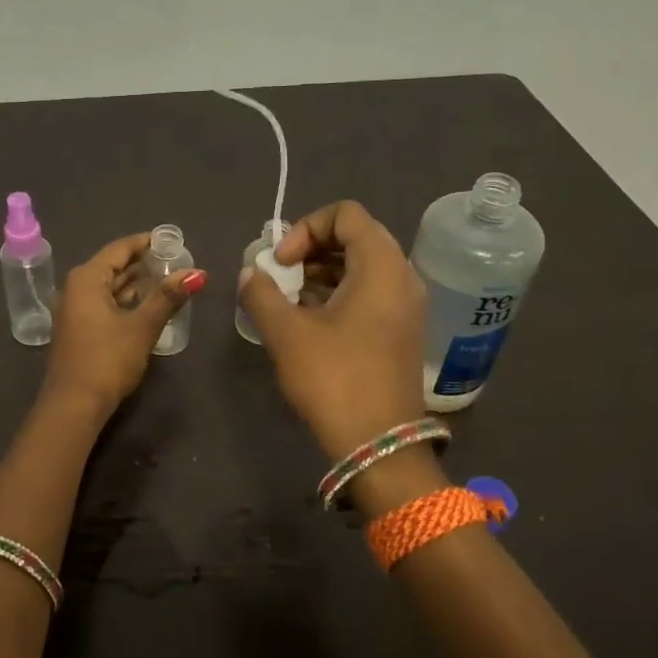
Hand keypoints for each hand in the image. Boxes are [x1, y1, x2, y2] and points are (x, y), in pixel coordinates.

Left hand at [43, 233, 205, 417]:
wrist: (73, 405)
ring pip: (108, 287)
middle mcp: (75, 288)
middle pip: (113, 266)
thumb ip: (168, 297)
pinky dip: (125, 301)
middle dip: (143, 264)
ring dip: (135, 284)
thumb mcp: (142, 326)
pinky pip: (103, 304)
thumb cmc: (107, 359)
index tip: (172, 241)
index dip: (146, 243)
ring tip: (167, 282)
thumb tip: (197, 273)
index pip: (119, 248)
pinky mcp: (78, 330)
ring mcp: (74, 310)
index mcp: (87, 278)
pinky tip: (146, 307)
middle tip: (175, 262)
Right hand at [237, 200, 427, 459]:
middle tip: (281, 276)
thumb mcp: (286, 333)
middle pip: (355, 236)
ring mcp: (406, 305)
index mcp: (381, 266)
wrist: (379, 444)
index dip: (305, 228)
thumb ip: (261, 293)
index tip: (282, 262)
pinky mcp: (401, 329)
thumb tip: (251, 273)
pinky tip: (308, 320)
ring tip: (288, 299)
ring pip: (361, 266)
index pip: (346, 214)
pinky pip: (370, 291)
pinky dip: (338, 292)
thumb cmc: (334, 380)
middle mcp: (402, 276)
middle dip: (311, 249)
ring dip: (321, 272)